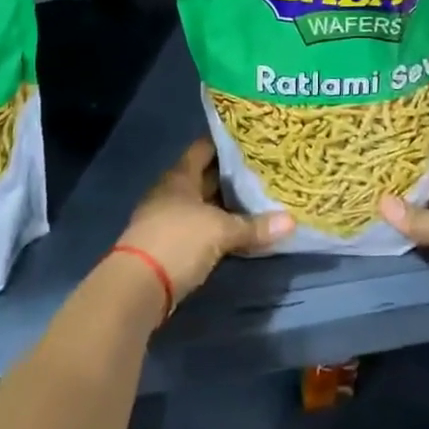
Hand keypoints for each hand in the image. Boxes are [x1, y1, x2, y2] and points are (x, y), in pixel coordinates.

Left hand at [117, 140, 293, 305]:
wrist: (136, 288)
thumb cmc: (178, 241)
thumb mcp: (220, 232)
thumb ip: (254, 226)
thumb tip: (291, 221)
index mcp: (180, 176)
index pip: (204, 148)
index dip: (227, 143)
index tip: (253, 141)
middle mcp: (172, 192)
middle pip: (205, 177)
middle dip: (232, 176)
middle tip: (264, 171)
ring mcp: (167, 219)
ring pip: (203, 204)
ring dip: (225, 205)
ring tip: (258, 199)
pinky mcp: (169, 245)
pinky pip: (199, 228)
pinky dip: (217, 228)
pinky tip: (238, 232)